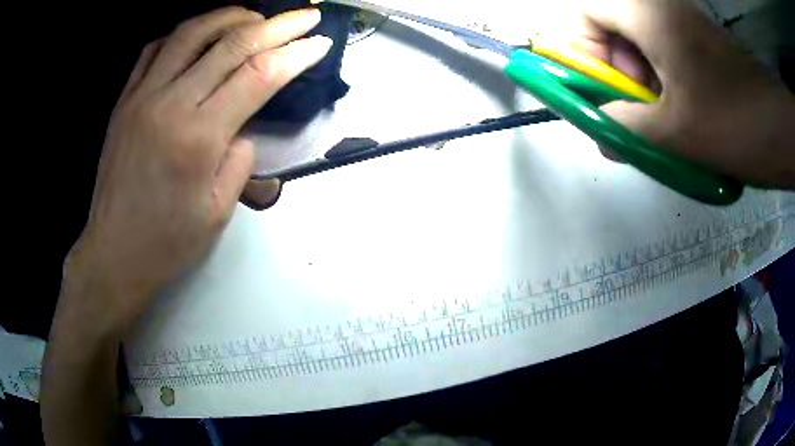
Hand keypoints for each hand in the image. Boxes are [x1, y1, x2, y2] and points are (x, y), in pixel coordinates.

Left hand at [62, 6, 330, 331]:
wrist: (114, 252)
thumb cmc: (167, 242)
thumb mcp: (217, 211)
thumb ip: (240, 160)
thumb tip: (243, 125)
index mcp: (198, 138)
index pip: (258, 76)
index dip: (294, 54)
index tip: (319, 42)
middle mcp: (170, 105)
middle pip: (231, 45)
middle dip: (277, 25)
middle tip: (304, 15)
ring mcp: (142, 97)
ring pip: (191, 33)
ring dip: (230, 16)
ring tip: (253, 17)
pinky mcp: (124, 100)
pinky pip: (155, 49)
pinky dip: (184, 33)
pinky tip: (200, 35)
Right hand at [573, 0, 793, 188]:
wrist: (780, 129)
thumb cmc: (733, 122)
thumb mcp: (675, 132)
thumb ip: (626, 129)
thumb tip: (600, 134)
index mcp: (648, 13)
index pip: (587, 10)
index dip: (583, 47)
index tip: (603, 86)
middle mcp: (662, 6)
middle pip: (614, 22)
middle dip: (616, 64)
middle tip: (636, 104)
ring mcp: (686, 20)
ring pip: (641, 35)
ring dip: (641, 72)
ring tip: (662, 111)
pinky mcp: (703, 37)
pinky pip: (667, 44)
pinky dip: (663, 73)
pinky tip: (681, 105)